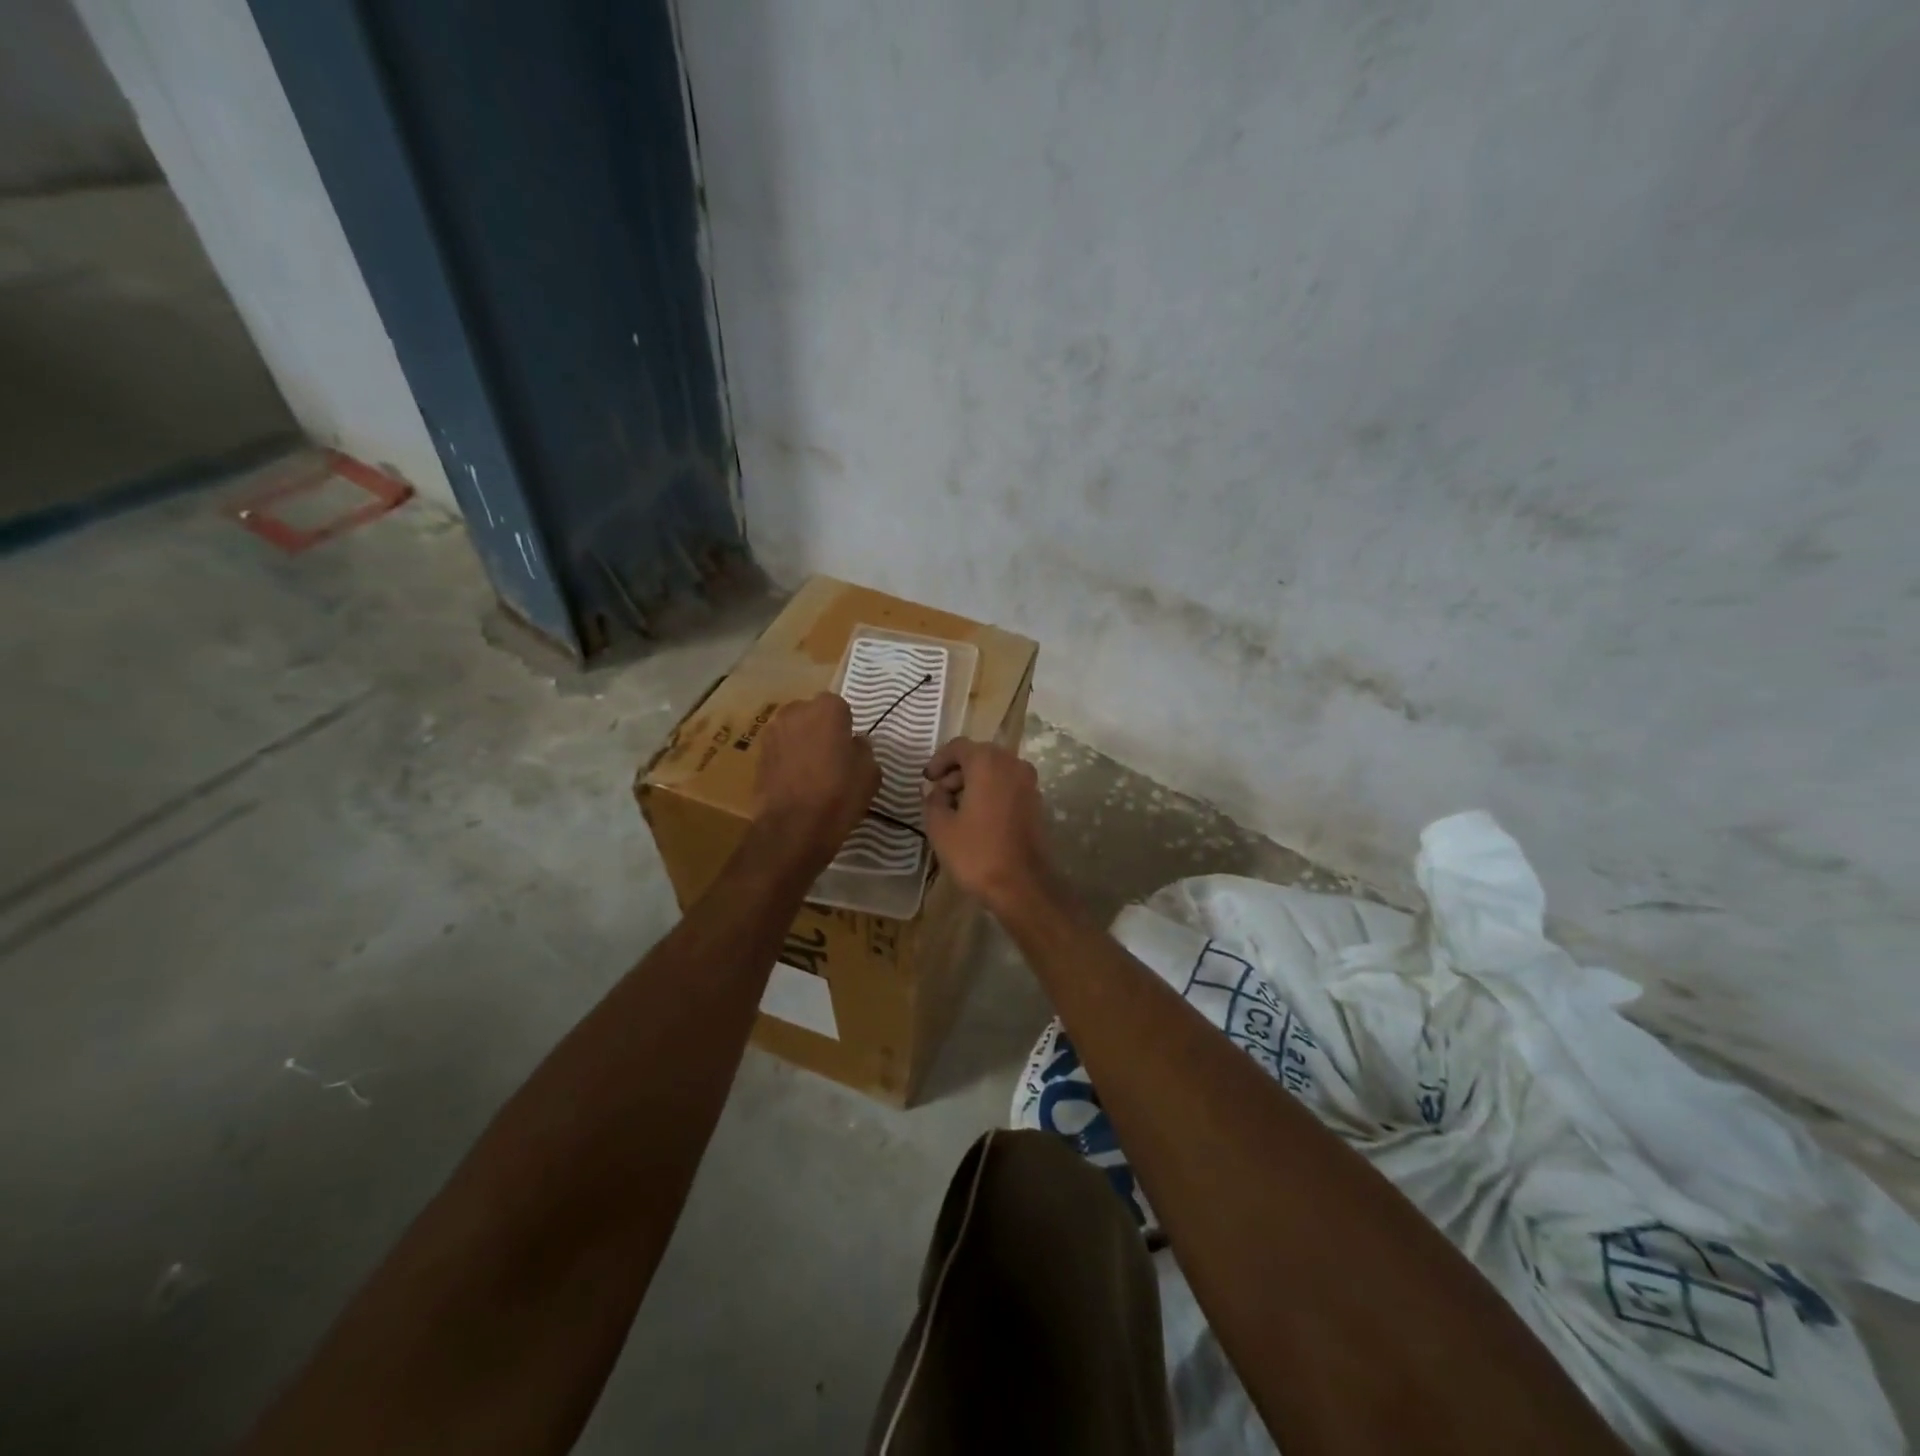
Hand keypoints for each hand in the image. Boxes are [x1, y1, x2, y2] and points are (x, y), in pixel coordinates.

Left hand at [751, 693, 879, 871]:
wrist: (792, 828)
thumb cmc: (839, 794)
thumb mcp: (870, 773)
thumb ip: (863, 749)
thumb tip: (854, 743)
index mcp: (826, 709)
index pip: (839, 707)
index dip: (845, 726)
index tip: (849, 747)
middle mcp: (795, 712)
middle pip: (811, 714)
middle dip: (820, 729)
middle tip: (832, 757)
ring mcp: (771, 733)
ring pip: (793, 731)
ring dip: (801, 743)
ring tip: (812, 771)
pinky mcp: (757, 756)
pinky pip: (779, 751)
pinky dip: (786, 760)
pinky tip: (796, 783)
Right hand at [920, 739, 1061, 917]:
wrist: (1021, 884)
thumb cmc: (976, 852)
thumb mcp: (940, 826)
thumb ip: (933, 800)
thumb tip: (937, 791)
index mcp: (987, 762)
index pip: (958, 746)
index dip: (939, 760)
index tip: (927, 779)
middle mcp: (1012, 764)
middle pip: (979, 755)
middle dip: (957, 770)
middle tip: (940, 793)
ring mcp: (1029, 782)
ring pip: (996, 770)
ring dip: (974, 781)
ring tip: (956, 807)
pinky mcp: (1037, 802)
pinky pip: (1008, 785)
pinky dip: (992, 791)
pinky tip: (978, 816)